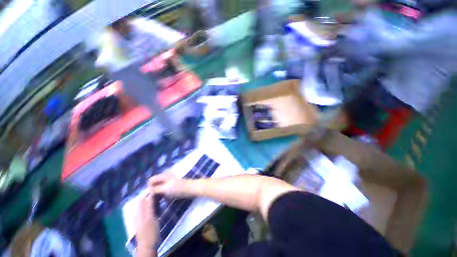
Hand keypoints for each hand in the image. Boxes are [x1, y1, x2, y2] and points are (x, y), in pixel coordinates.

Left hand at [135, 194, 158, 252]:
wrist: (148, 245)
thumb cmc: (150, 231)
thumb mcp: (150, 218)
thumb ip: (149, 206)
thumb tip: (151, 194)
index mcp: (139, 212)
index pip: (143, 198)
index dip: (150, 192)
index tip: (159, 189)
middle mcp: (138, 213)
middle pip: (143, 201)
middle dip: (151, 196)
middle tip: (161, 193)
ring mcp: (140, 217)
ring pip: (145, 205)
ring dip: (152, 200)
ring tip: (160, 198)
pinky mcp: (144, 220)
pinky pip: (147, 209)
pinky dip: (152, 206)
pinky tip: (157, 206)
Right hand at [148, 172, 191, 197]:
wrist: (190, 189)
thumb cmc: (178, 188)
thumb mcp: (165, 189)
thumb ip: (155, 189)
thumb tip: (147, 190)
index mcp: (163, 176)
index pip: (150, 180)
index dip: (149, 187)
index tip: (150, 195)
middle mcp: (164, 177)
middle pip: (154, 183)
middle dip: (152, 191)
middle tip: (153, 199)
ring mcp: (168, 181)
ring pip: (158, 187)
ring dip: (157, 193)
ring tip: (157, 200)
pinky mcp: (171, 186)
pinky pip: (163, 189)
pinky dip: (161, 194)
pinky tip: (163, 199)